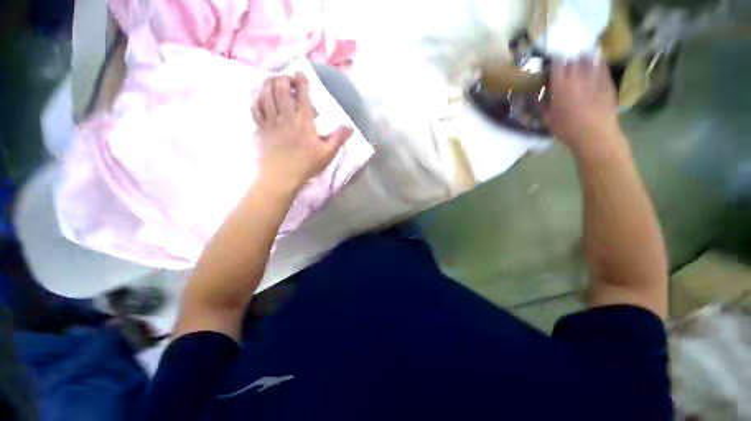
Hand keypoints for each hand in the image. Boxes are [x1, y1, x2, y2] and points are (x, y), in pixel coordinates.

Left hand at [252, 73, 352, 191]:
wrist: (282, 177)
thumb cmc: (306, 165)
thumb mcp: (327, 154)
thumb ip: (338, 139)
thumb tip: (350, 126)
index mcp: (304, 122)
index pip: (302, 94)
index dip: (301, 80)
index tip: (301, 73)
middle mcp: (286, 117)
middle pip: (280, 88)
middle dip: (283, 77)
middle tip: (288, 79)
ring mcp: (271, 121)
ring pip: (265, 94)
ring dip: (268, 83)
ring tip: (273, 81)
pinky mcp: (261, 128)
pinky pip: (255, 108)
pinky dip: (257, 98)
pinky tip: (261, 97)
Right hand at [545, 58, 621, 152]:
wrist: (594, 135)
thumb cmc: (567, 129)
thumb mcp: (548, 119)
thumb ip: (542, 105)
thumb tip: (538, 97)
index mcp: (560, 86)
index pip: (557, 64)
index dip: (555, 60)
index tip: (553, 61)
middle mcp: (577, 77)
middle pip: (574, 59)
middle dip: (570, 58)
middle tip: (568, 60)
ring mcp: (595, 78)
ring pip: (590, 60)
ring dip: (585, 57)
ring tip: (583, 56)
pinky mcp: (607, 83)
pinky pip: (603, 68)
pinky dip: (599, 63)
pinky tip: (598, 62)